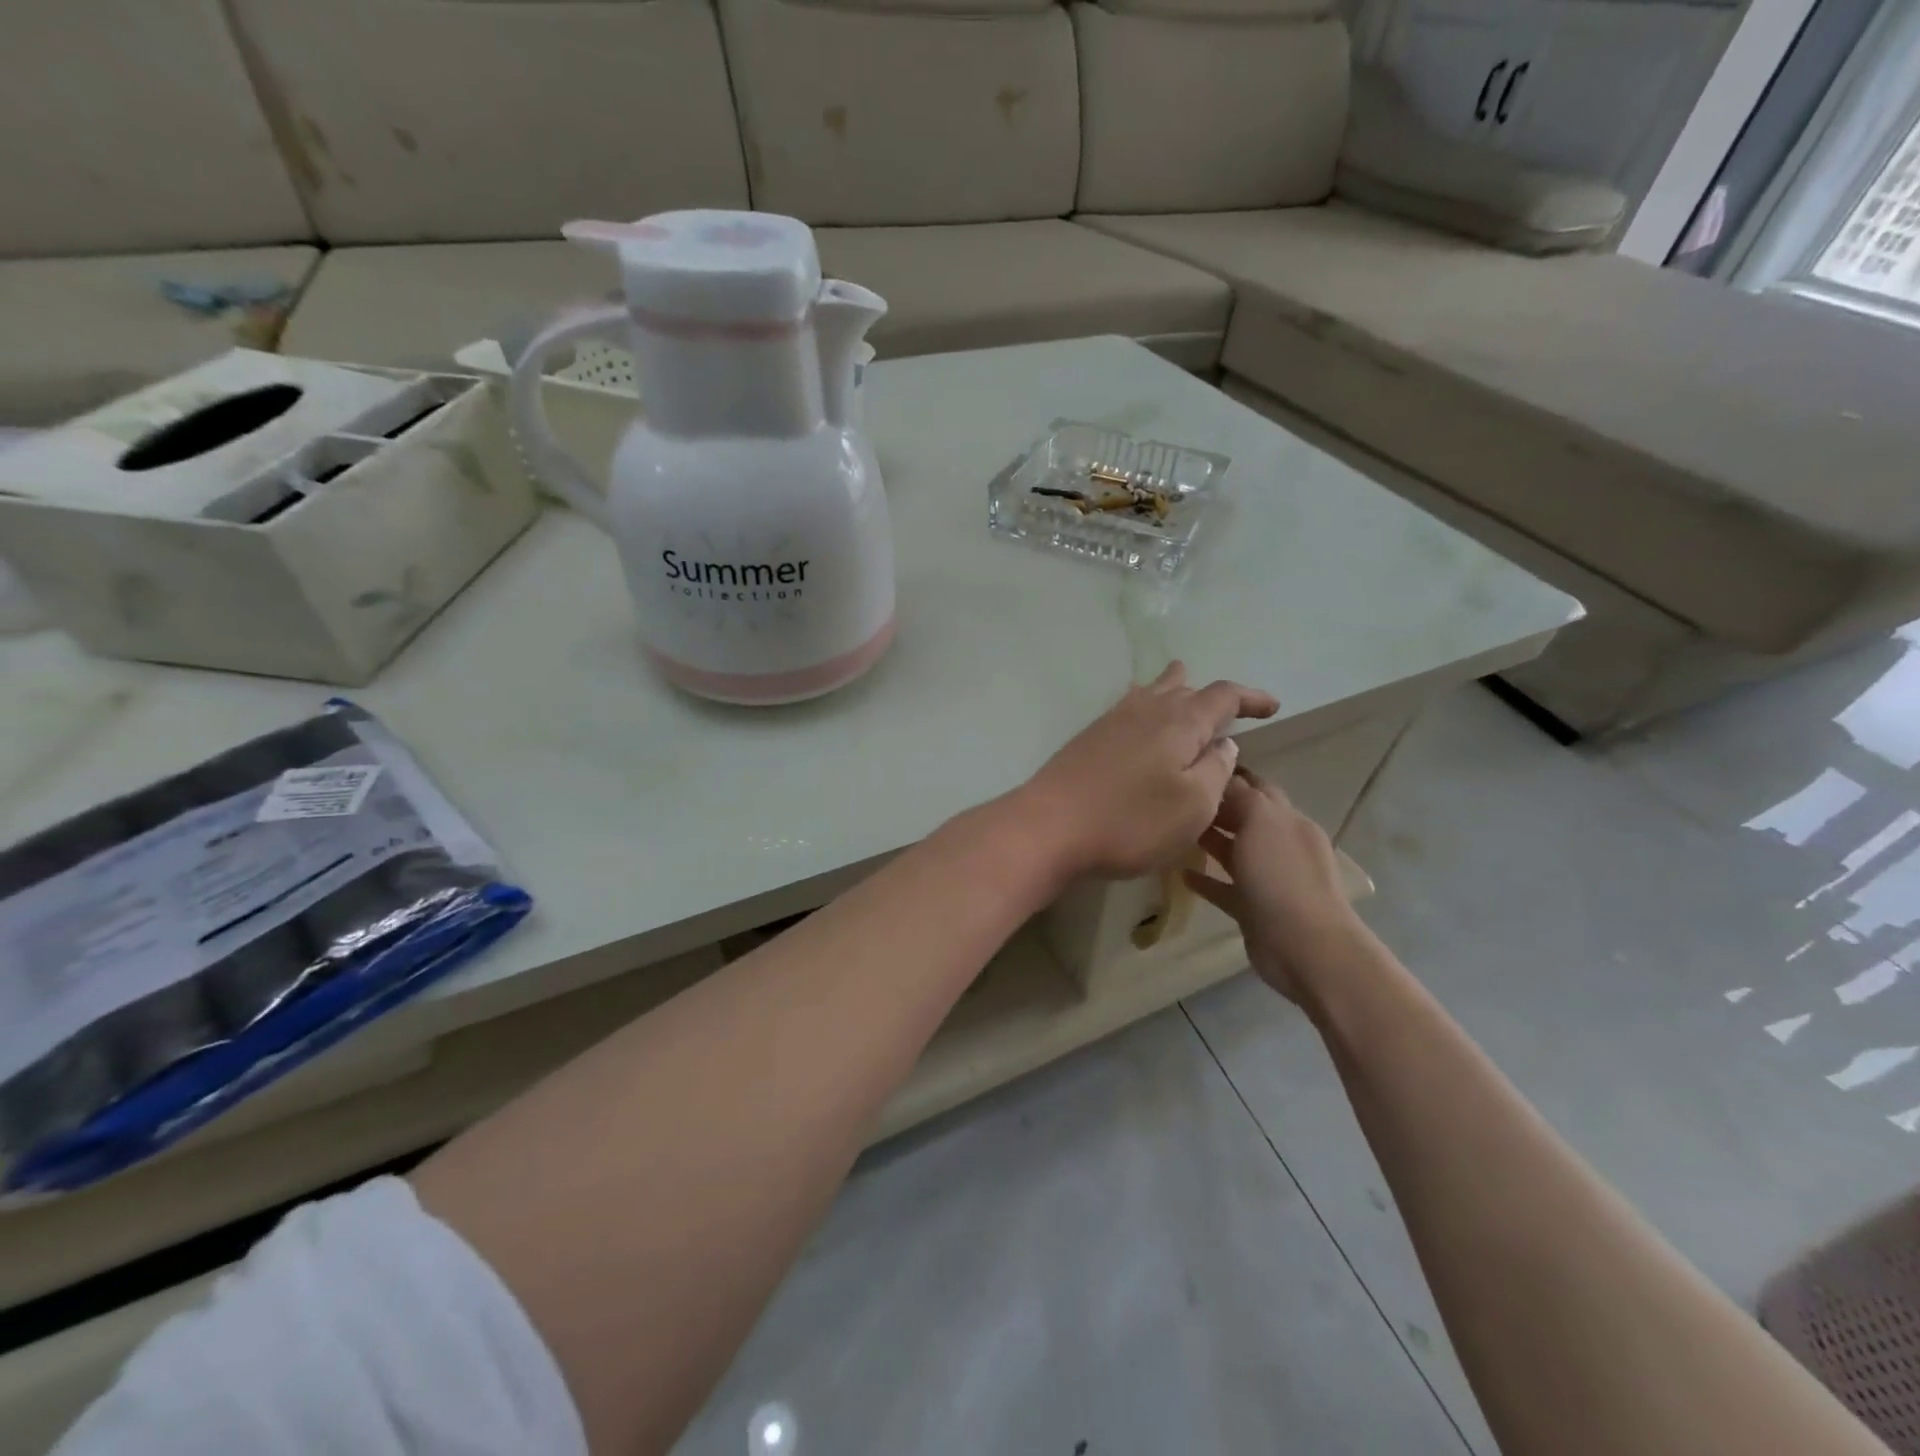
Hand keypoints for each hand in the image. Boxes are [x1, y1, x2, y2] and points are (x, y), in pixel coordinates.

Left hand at [1018, 662, 1278, 880]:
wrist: (1049, 827)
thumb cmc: (1130, 821)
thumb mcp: (1193, 806)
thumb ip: (1216, 770)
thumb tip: (1223, 743)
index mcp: (1180, 722)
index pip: (1223, 695)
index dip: (1250, 698)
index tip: (1272, 707)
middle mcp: (1146, 709)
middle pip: (1184, 687)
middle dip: (1211, 696)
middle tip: (1230, 712)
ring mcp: (1112, 720)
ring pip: (1152, 693)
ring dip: (1175, 692)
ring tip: (1187, 694)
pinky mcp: (1088, 738)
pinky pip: (1128, 708)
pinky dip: (1146, 706)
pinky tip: (1141, 720)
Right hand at [1184, 768, 1364, 1004]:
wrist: (1305, 946)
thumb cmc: (1282, 876)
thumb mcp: (1261, 820)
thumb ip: (1242, 795)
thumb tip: (1224, 776)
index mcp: (1288, 820)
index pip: (1258, 788)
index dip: (1231, 775)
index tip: (1195, 765)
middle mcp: (1281, 846)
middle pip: (1245, 818)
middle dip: (1217, 807)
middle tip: (1177, 798)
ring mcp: (1269, 880)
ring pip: (1235, 853)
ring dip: (1209, 841)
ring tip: (1174, 832)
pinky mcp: (1254, 909)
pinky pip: (1225, 888)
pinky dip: (1207, 880)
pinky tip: (1181, 874)